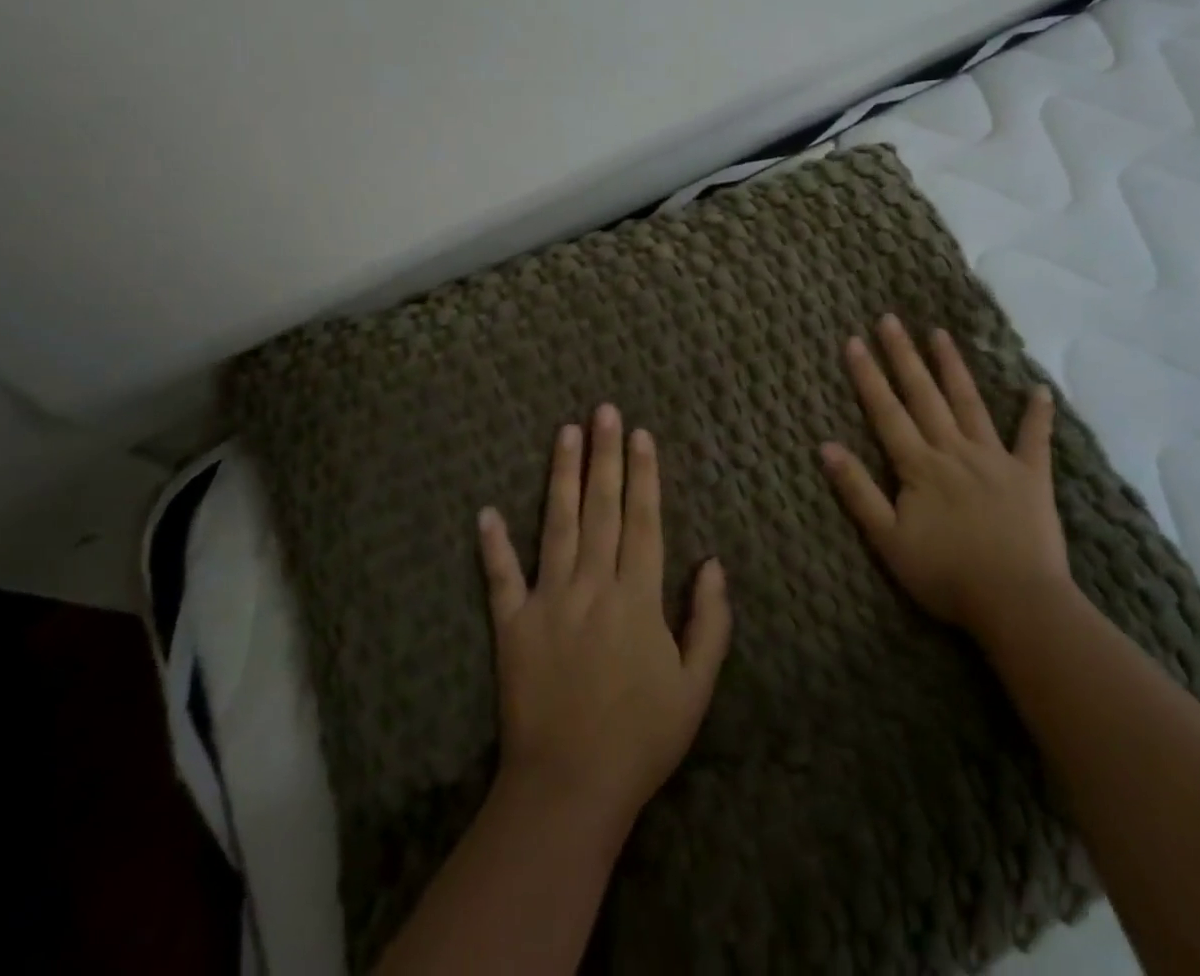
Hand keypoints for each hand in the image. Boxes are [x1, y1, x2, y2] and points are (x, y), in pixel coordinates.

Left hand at [477, 404, 731, 832]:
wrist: (570, 789)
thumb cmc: (642, 737)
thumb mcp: (697, 686)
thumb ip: (709, 620)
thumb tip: (712, 560)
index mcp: (637, 597)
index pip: (644, 520)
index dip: (644, 474)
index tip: (640, 434)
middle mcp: (592, 586)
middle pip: (602, 509)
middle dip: (605, 456)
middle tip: (604, 410)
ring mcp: (548, 602)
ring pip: (557, 526)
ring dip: (561, 477)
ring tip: (565, 433)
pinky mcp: (512, 627)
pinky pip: (501, 579)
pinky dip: (493, 545)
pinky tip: (486, 511)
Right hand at [820, 314, 1069, 641]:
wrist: (1016, 602)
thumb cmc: (946, 575)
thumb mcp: (888, 540)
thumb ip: (858, 491)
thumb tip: (826, 447)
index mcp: (919, 466)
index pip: (886, 412)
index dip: (868, 376)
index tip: (853, 341)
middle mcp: (954, 450)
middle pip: (924, 395)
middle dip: (904, 356)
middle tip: (891, 319)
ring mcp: (995, 458)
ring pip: (969, 403)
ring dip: (953, 367)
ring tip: (940, 333)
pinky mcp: (1031, 476)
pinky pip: (1034, 439)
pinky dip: (1037, 414)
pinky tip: (1039, 389)